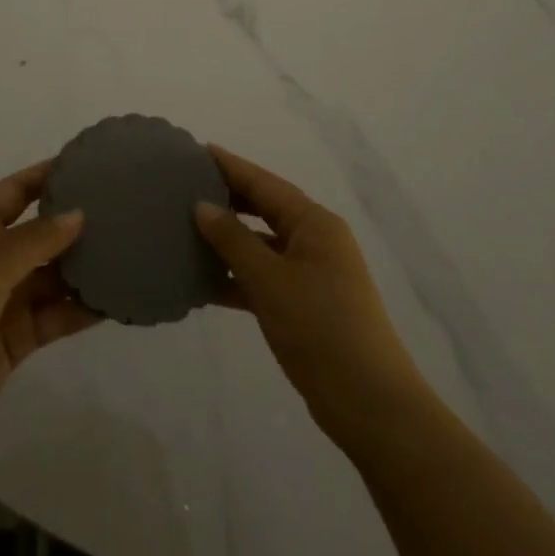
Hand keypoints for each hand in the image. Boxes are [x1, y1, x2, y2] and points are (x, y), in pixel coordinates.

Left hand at [0, 162, 98, 450]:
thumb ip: (35, 242)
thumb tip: (79, 213)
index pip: (15, 192)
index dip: (45, 176)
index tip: (86, 163)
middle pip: (41, 234)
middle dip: (75, 223)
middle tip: (123, 209)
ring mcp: (7, 300)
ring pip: (54, 276)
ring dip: (84, 268)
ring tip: (130, 251)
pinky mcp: (19, 338)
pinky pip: (57, 316)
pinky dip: (82, 309)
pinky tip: (116, 301)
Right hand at [195, 147, 428, 445]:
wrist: (369, 404)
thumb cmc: (320, 327)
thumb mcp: (269, 279)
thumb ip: (233, 240)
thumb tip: (202, 205)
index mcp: (314, 223)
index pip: (264, 183)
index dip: (231, 166)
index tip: (196, 151)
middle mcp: (315, 241)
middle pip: (264, 210)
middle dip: (228, 199)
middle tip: (184, 187)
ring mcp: (312, 275)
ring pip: (262, 245)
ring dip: (228, 241)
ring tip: (185, 229)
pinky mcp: (305, 306)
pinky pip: (264, 278)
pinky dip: (237, 277)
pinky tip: (203, 281)